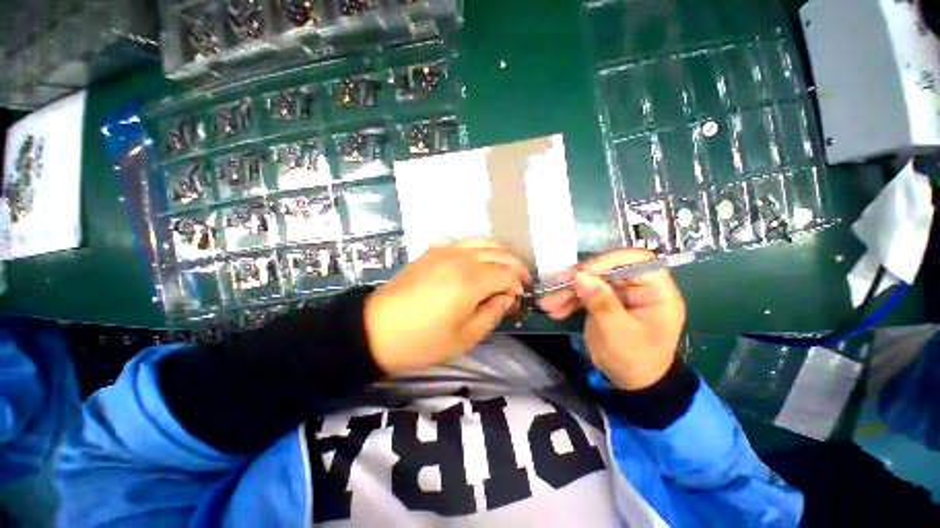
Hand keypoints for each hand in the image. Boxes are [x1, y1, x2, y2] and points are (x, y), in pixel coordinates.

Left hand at [365, 237, 529, 374]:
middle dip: (514, 266)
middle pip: (498, 253)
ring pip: (481, 241)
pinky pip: (460, 241)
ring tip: (502, 268)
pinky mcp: (431, 251)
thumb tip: (506, 297)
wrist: (377, 330)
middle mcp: (460, 258)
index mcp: (470, 281)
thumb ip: (492, 314)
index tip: (517, 299)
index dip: (517, 285)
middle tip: (517, 282)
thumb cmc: (422, 341)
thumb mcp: (465, 338)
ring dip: (498, 253)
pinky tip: (472, 260)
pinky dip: (474, 247)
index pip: (507, 274)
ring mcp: (444, 251)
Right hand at [538, 249, 684, 389]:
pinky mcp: (605, 301)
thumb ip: (601, 303)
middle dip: (577, 280)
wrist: (632, 384)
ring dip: (567, 291)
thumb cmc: (635, 361)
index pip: (635, 260)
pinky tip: (554, 311)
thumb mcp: (618, 334)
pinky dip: (568, 301)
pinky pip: (585, 293)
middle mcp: (638, 287)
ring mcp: (620, 293)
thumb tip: (580, 276)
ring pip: (591, 281)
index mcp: (657, 291)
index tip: (580, 274)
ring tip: (547, 305)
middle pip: (605, 270)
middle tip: (553, 290)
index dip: (607, 262)